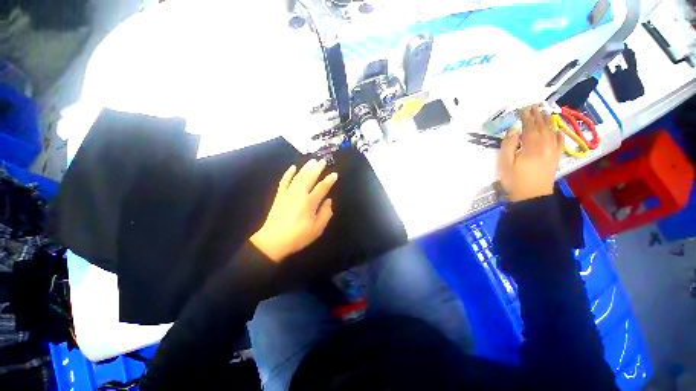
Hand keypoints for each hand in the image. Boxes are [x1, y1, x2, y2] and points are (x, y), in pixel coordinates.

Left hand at [250, 159, 337, 262]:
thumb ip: (325, 213)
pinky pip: (284, 181)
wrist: (273, 241)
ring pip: (298, 177)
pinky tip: (293, 167)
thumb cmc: (298, 236)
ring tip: (312, 160)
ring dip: (305, 167)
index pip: (322, 187)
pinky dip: (288, 173)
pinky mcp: (279, 196)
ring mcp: (288, 193)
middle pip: (309, 177)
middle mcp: (299, 194)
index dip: (329, 180)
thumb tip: (328, 201)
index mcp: (309, 202)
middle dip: (317, 168)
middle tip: (323, 161)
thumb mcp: (317, 229)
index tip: (335, 174)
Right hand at [498, 104, 563, 201]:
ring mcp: (553, 152)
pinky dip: (559, 134)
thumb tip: (513, 129)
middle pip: (542, 127)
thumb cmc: (514, 180)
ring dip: (548, 121)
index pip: (530, 127)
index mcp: (532, 146)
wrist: (531, 196)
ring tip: (546, 111)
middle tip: (535, 105)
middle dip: (538, 115)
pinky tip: (558, 129)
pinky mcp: (556, 158)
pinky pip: (560, 143)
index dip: (527, 117)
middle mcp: (545, 146)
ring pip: (552, 132)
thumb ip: (508, 145)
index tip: (524, 108)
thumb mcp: (505, 163)